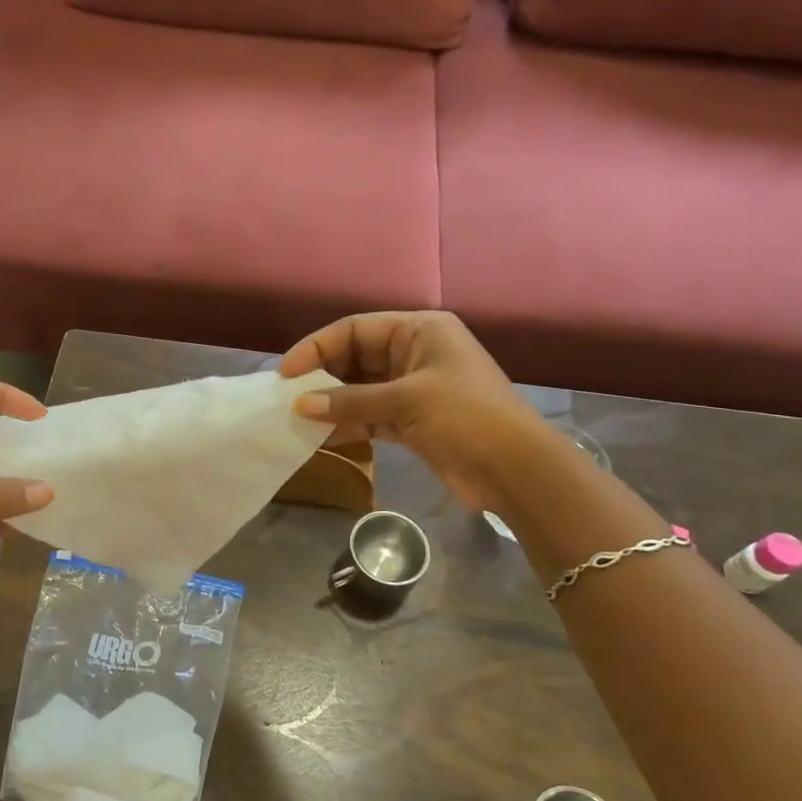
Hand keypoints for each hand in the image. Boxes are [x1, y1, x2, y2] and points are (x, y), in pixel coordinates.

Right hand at [280, 311, 546, 511]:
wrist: (516, 470)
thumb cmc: (466, 418)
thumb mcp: (406, 402)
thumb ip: (350, 402)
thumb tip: (299, 405)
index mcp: (419, 331)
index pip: (354, 329)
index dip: (316, 347)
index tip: (286, 373)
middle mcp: (413, 353)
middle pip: (354, 357)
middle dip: (321, 376)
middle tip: (288, 397)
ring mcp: (412, 388)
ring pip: (359, 389)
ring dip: (331, 403)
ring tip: (297, 417)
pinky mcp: (411, 420)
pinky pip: (369, 415)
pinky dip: (347, 424)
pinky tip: (321, 436)